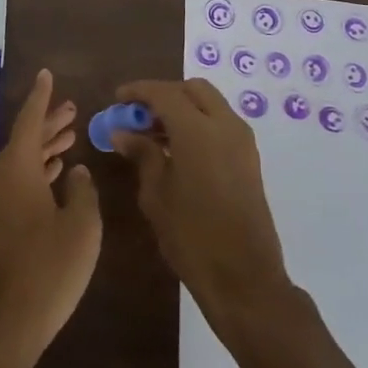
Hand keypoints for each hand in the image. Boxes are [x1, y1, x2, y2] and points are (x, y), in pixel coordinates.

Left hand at [0, 69, 102, 367]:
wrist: (6, 324)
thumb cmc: (50, 269)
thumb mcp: (82, 227)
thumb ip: (82, 191)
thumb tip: (75, 173)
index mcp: (16, 170)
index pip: (29, 121)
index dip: (41, 97)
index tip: (46, 74)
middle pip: (24, 141)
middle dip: (48, 124)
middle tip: (71, 109)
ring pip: (19, 163)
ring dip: (43, 149)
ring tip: (68, 136)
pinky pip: (14, 183)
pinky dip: (35, 172)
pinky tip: (54, 175)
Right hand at [111, 78, 289, 319]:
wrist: (244, 278)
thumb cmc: (191, 236)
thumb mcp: (156, 194)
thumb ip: (142, 155)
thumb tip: (123, 132)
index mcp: (198, 131)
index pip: (164, 93)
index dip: (139, 91)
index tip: (118, 99)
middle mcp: (225, 126)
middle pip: (193, 89)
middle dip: (164, 94)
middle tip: (139, 114)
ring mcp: (242, 141)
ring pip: (210, 104)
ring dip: (183, 108)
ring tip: (153, 134)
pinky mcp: (250, 159)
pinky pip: (221, 124)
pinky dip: (198, 123)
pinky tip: (177, 149)